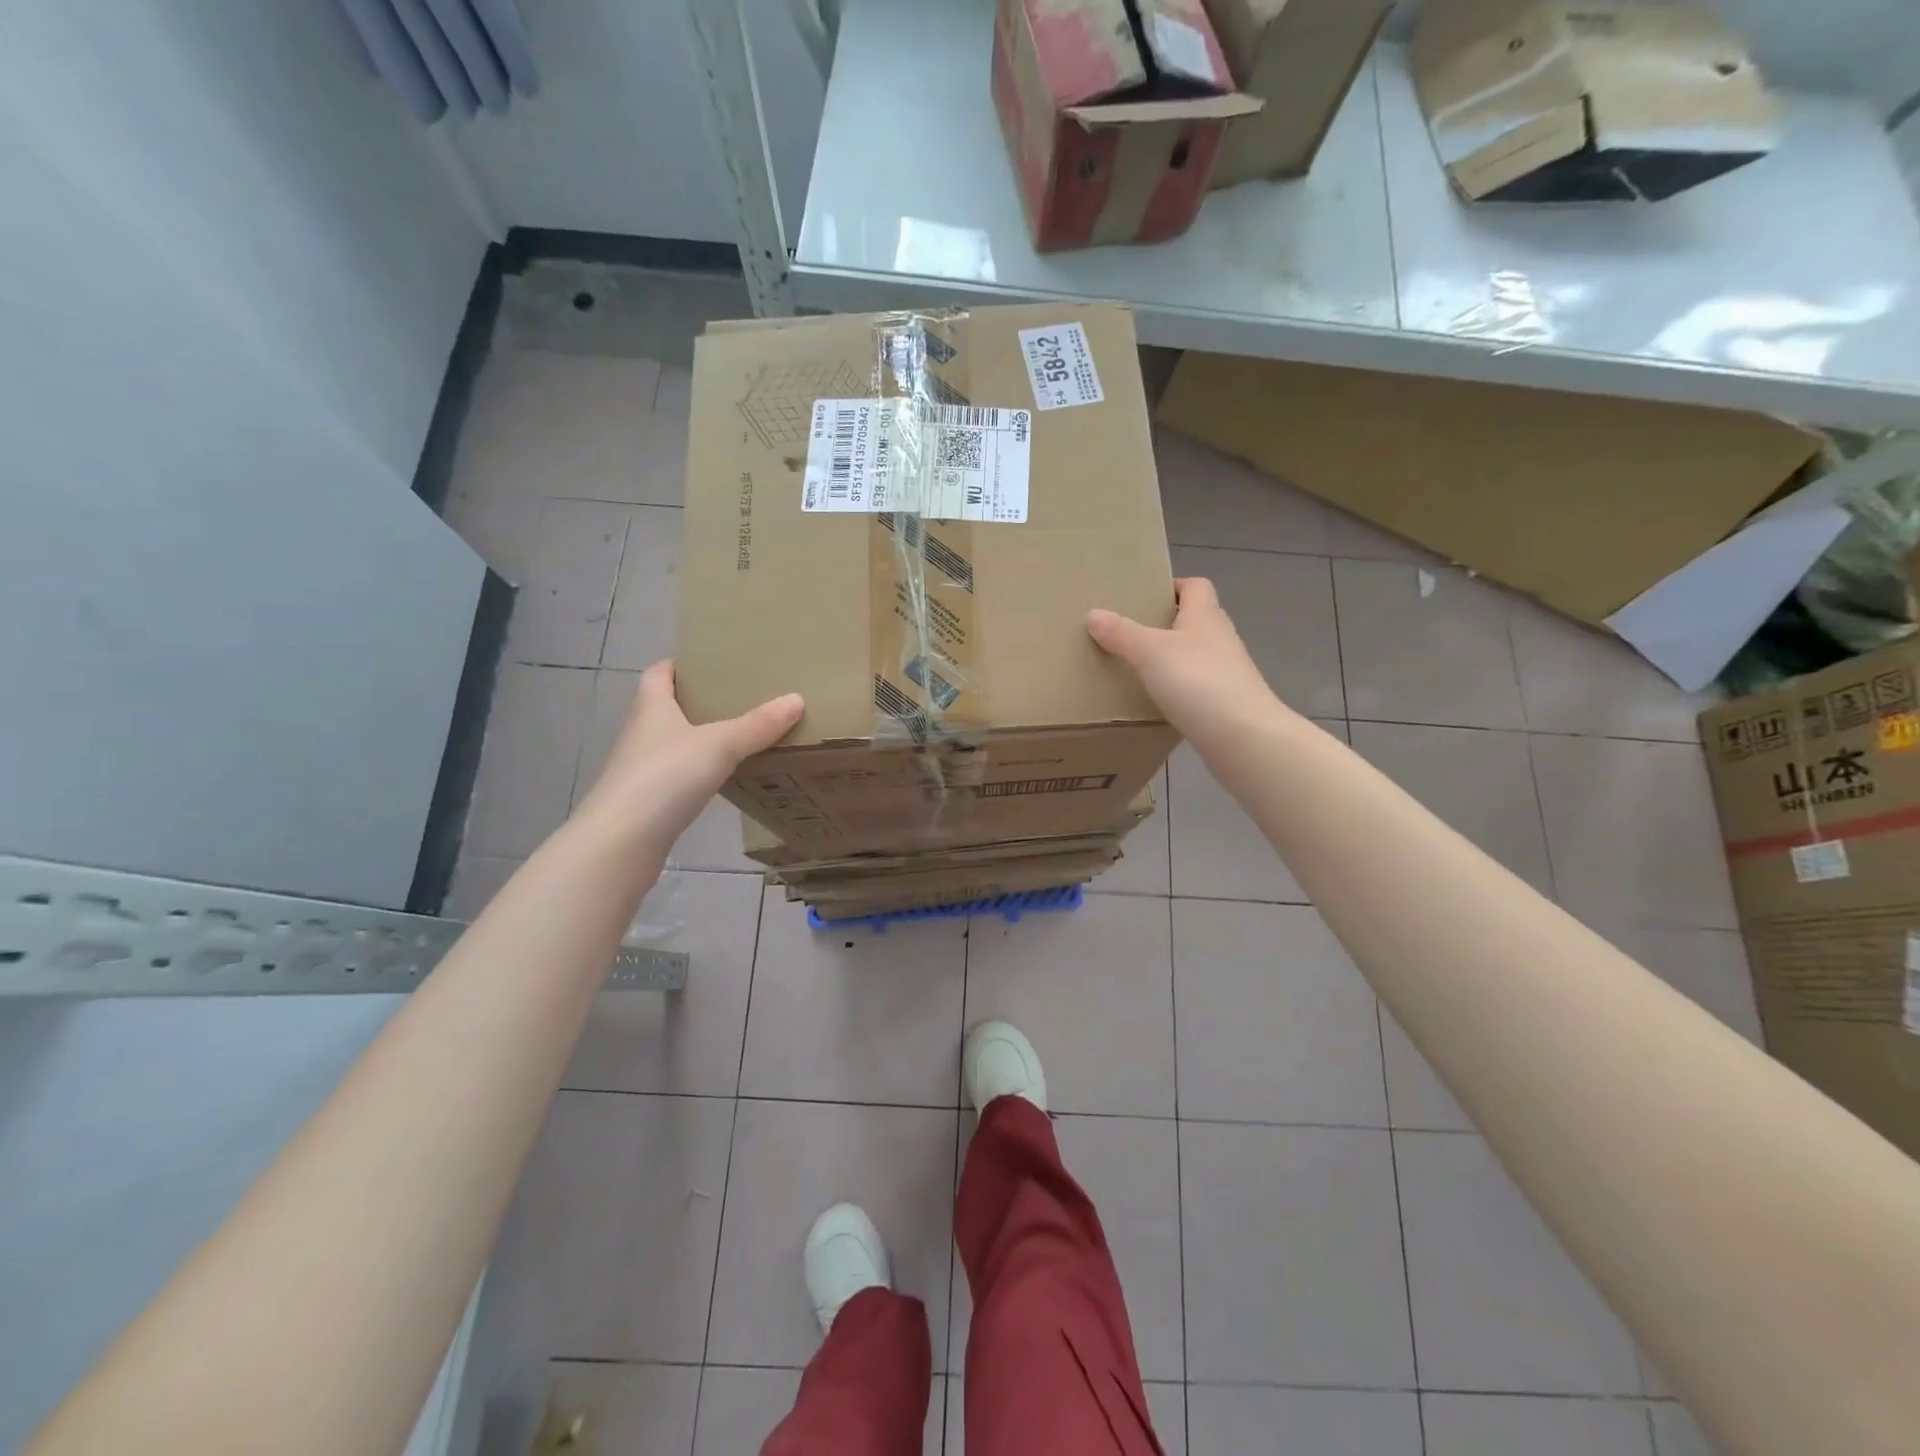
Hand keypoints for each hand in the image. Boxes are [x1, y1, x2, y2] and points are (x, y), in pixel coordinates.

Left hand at [572, 660, 802, 849]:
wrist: (622, 842)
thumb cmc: (665, 777)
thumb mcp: (720, 745)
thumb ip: (758, 725)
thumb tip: (796, 699)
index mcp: (651, 708)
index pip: (659, 674)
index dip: (680, 665)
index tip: (710, 664)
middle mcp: (641, 733)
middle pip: (667, 708)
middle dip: (698, 702)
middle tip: (738, 699)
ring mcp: (640, 770)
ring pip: (672, 744)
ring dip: (698, 740)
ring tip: (738, 737)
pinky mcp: (646, 802)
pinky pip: (676, 777)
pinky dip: (697, 773)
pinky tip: (722, 779)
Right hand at [1087, 578, 1281, 747]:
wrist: (1241, 735)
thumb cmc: (1196, 681)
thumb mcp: (1149, 652)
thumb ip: (1121, 633)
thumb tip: (1094, 614)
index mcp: (1205, 616)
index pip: (1195, 586)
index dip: (1173, 587)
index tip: (1145, 598)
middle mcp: (1221, 638)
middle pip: (1196, 620)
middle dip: (1167, 624)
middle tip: (1132, 633)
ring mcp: (1228, 671)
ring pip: (1197, 655)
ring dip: (1174, 658)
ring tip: (1140, 668)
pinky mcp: (1227, 702)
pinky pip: (1199, 686)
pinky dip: (1180, 688)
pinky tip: (1159, 701)